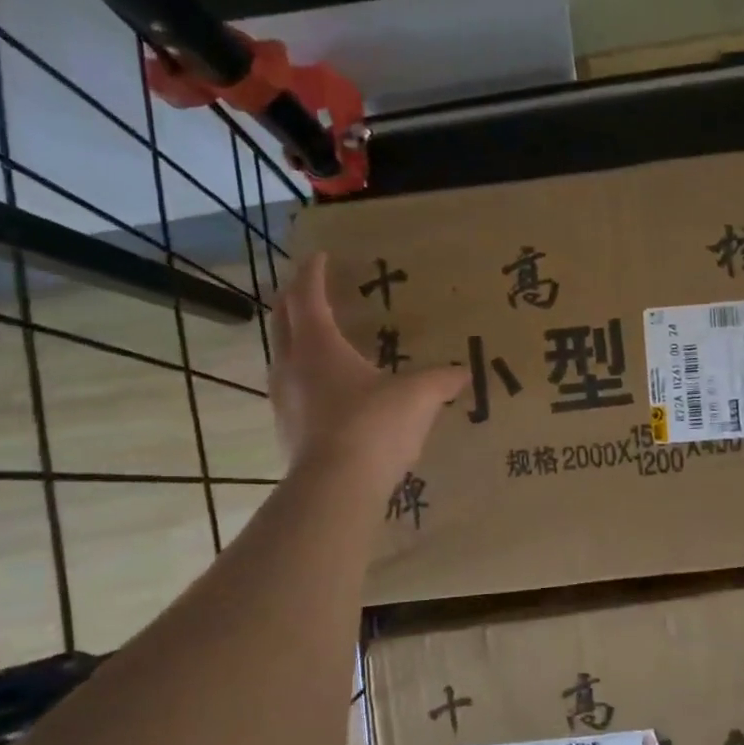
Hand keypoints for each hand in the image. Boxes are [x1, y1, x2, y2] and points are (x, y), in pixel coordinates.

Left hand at [270, 253, 466, 479]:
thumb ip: (441, 381)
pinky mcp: (285, 429)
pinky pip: (289, 387)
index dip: (313, 273)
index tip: (320, 256)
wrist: (335, 487)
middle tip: (308, 289)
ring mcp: (283, 399)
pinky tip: (325, 389)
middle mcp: (292, 365)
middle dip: (293, 298)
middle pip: (282, 319)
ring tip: (315, 336)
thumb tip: (463, 374)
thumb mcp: (417, 397)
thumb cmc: (374, 426)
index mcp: (318, 345)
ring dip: (293, 337)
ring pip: (281, 354)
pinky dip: (302, 373)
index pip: (307, 296)